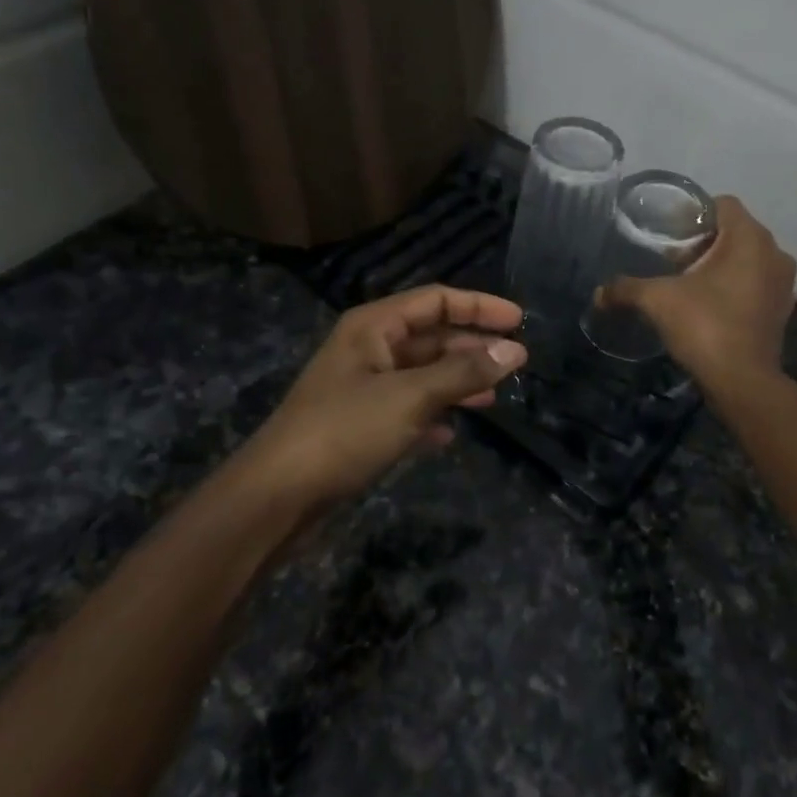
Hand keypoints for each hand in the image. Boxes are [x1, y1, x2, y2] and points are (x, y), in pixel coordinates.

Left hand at [226, 285, 527, 513]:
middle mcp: (368, 348)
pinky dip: (432, 413)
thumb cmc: (344, 431)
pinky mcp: (360, 423)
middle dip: (472, 346)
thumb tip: (514, 351)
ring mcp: (363, 387)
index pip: (436, 300)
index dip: (479, 306)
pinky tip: (451, 431)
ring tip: (493, 396)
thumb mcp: (410, 397)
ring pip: (422, 373)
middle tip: (515, 361)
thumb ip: (464, 373)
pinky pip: (407, 407)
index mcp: (373, 326)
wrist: (277, 496)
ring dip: (457, 381)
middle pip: (431, 336)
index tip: (519, 321)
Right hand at [594, 196, 795, 386]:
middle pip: (735, 231)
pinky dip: (736, 286)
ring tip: (690, 284)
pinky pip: (756, 282)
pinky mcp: (782, 308)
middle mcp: (774, 253)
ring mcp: (783, 282)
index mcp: (749, 238)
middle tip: (674, 262)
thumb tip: (598, 293)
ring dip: (721, 265)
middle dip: (705, 242)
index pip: (723, 204)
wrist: (743, 381)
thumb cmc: (704, 326)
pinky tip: (711, 306)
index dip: (694, 215)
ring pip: (748, 258)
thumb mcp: (657, 301)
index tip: (670, 235)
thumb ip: (626, 289)